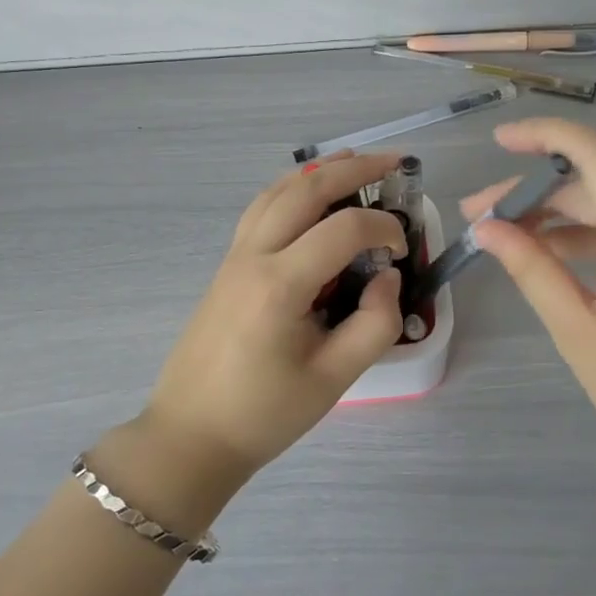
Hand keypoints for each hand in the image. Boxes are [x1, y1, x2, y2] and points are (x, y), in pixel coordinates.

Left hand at [136, 151, 407, 487]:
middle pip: (305, 190)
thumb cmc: (265, 413)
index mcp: (280, 285)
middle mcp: (253, 256)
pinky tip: (309, 192)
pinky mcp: (227, 264)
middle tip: (393, 162)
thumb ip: (375, 324)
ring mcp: (234, 256)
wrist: (192, 435)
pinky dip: (290, 188)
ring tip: (354, 161)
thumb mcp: (334, 379)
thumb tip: (386, 276)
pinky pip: (260, 208)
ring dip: (318, 171)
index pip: (343, 230)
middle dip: (353, 169)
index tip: (403, 249)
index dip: (384, 229)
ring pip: (277, 191)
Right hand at [463, 119, 595, 497]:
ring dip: (551, 219)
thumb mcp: (579, 335)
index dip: (547, 135)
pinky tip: (546, 262)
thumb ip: (533, 272)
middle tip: (475, 218)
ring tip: (499, 241)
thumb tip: (487, 228)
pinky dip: (581, 240)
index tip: (500, 142)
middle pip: (591, 186)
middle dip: (530, 194)